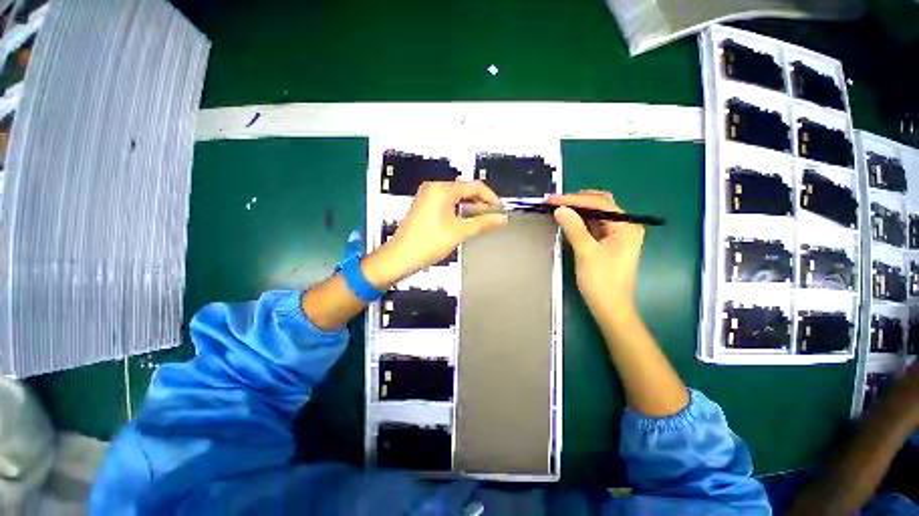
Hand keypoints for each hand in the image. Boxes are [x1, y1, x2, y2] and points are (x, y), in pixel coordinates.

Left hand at [363, 181, 506, 287]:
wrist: (400, 257)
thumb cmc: (429, 243)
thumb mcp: (459, 232)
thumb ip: (482, 223)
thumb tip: (501, 218)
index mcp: (442, 190)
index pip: (474, 186)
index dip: (490, 197)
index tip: (500, 210)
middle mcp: (433, 187)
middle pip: (464, 189)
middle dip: (480, 202)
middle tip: (492, 216)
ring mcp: (427, 195)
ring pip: (455, 196)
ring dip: (469, 206)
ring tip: (481, 220)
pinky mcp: (423, 205)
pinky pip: (446, 201)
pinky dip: (458, 209)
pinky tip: (465, 220)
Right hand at [548, 190, 645, 316]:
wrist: (609, 307)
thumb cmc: (601, 281)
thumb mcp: (586, 252)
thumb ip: (574, 228)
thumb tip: (560, 209)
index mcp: (626, 226)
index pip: (599, 204)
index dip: (574, 200)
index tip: (552, 199)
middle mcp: (625, 226)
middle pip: (599, 206)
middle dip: (576, 202)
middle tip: (554, 202)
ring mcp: (616, 235)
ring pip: (595, 215)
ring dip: (577, 211)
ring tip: (557, 208)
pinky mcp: (608, 243)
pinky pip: (592, 226)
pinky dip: (579, 222)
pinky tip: (567, 220)